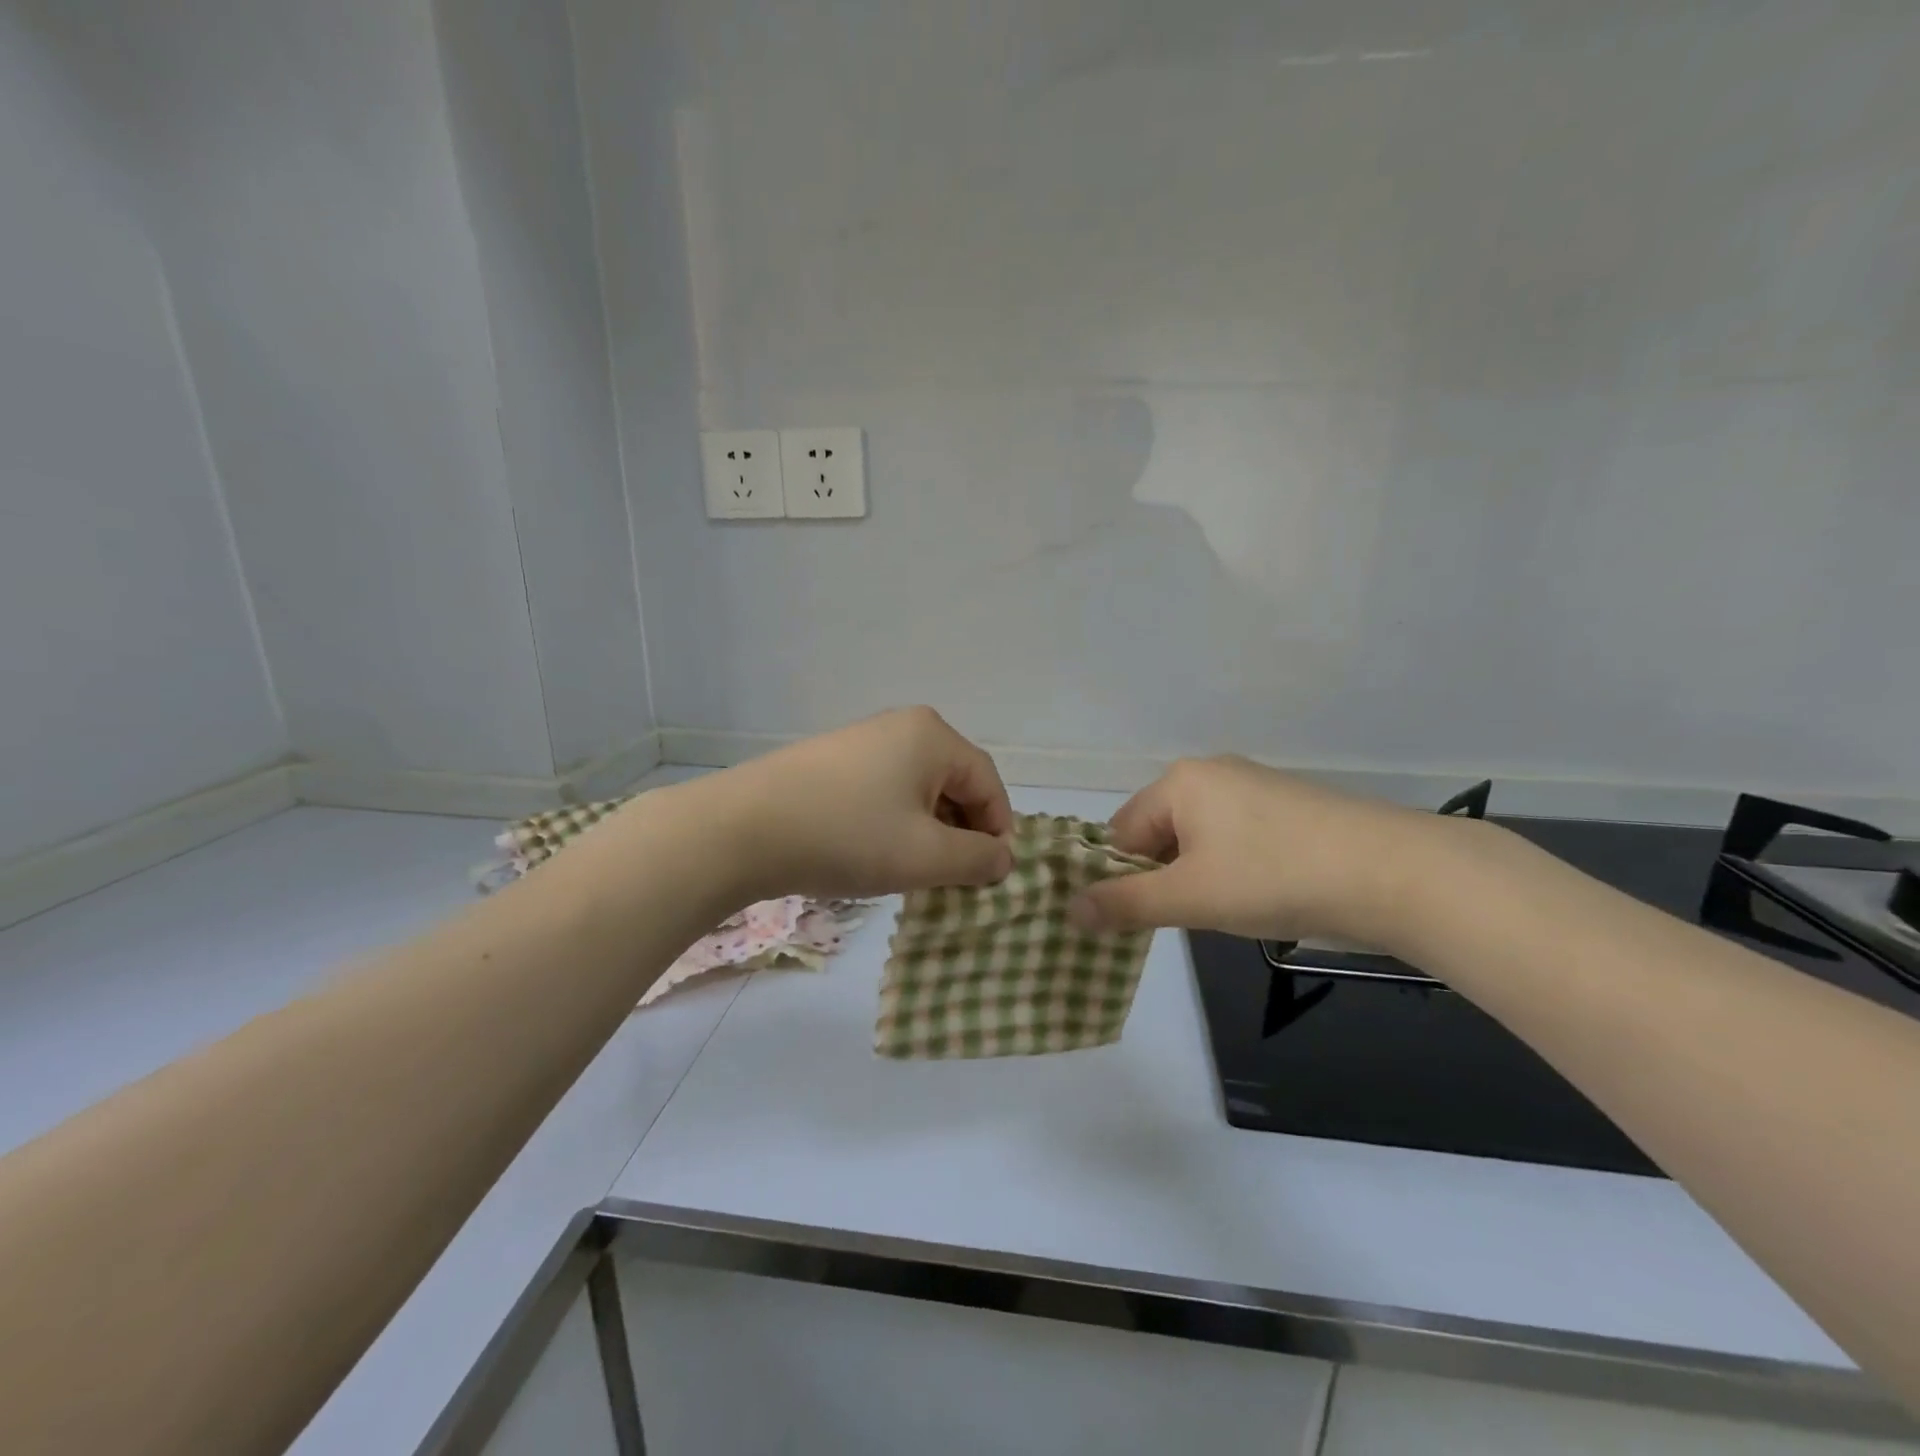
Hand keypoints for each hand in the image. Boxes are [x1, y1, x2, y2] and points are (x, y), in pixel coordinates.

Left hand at [697, 707, 1015, 901]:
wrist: (742, 830)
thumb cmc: (848, 836)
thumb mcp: (925, 856)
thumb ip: (978, 860)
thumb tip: (1004, 859)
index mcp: (932, 736)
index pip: (987, 783)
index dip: (999, 831)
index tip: (993, 877)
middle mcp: (901, 727)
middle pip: (954, 783)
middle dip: (962, 833)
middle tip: (955, 879)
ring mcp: (862, 741)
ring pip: (917, 791)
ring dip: (928, 832)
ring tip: (916, 873)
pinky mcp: (831, 762)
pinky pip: (884, 792)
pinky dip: (895, 824)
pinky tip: (876, 854)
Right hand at [1068, 756, 1440, 944]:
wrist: (1394, 873)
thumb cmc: (1274, 876)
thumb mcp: (1189, 896)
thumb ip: (1125, 904)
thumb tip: (1070, 911)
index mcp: (1180, 780)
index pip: (1121, 831)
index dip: (1122, 877)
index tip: (1140, 917)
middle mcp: (1212, 772)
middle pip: (1159, 831)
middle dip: (1162, 877)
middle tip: (1187, 916)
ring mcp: (1255, 786)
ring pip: (1198, 838)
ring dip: (1198, 876)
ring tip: (1226, 909)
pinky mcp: (1289, 806)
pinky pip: (1236, 837)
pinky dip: (1233, 867)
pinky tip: (1261, 894)